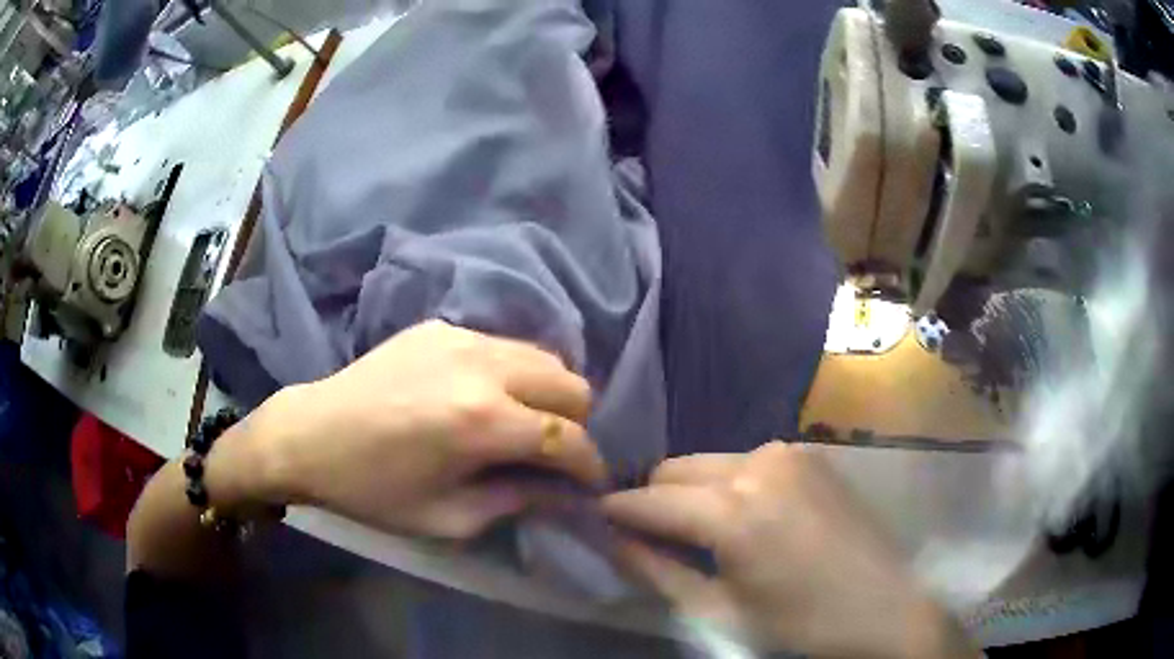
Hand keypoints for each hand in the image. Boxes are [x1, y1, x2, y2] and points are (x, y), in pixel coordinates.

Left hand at [208, 320, 605, 538]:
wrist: (310, 434)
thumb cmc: (373, 489)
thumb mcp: (448, 517)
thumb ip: (517, 499)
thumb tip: (564, 492)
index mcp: (483, 422)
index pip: (568, 437)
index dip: (590, 465)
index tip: (589, 484)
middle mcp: (483, 367)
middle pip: (571, 382)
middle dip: (575, 423)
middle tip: (554, 453)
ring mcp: (461, 337)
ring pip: (544, 354)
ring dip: (548, 393)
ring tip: (526, 422)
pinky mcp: (441, 327)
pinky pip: (503, 345)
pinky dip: (513, 373)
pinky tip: (485, 397)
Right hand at [602, 443, 977, 657]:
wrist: (883, 606)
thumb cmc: (798, 623)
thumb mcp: (718, 611)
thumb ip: (656, 572)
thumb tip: (611, 539)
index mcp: (733, 512)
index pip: (648, 500)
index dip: (615, 510)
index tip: (593, 519)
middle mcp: (757, 463)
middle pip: (676, 468)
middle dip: (654, 498)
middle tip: (651, 536)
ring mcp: (788, 451)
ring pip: (710, 461)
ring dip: (693, 491)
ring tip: (703, 533)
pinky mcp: (810, 453)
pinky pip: (748, 461)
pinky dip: (730, 484)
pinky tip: (748, 518)